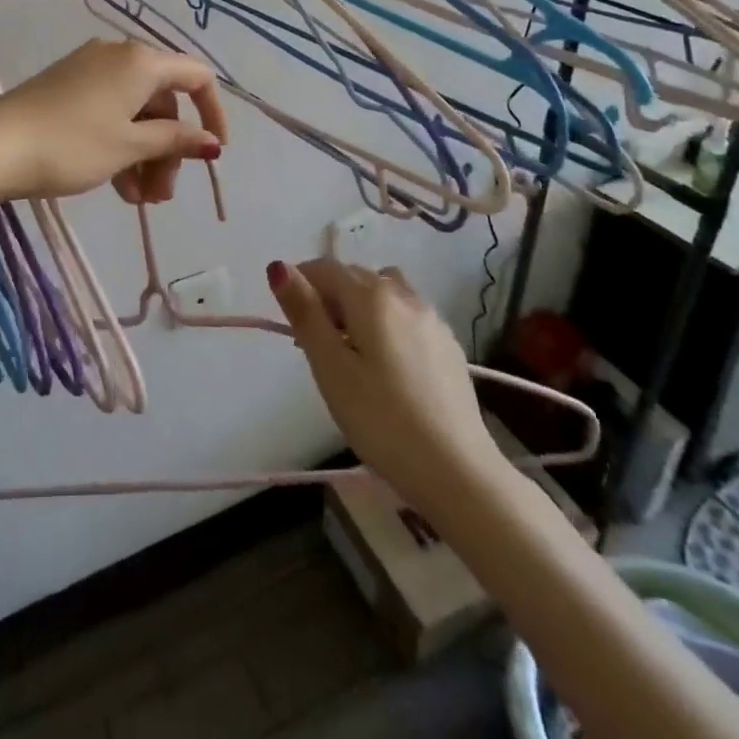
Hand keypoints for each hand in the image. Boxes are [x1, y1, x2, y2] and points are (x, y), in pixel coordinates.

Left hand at [0, 39, 227, 202]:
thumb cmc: (72, 144)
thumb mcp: (130, 146)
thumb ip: (175, 141)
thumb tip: (211, 142)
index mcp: (141, 61)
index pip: (196, 77)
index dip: (213, 113)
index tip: (213, 153)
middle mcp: (119, 56)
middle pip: (163, 102)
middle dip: (169, 149)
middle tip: (162, 195)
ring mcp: (90, 70)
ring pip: (135, 112)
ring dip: (145, 155)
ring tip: (139, 200)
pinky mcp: (68, 88)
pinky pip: (109, 113)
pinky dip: (120, 145)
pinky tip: (118, 186)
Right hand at [269, 259, 503, 504]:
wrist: (459, 472)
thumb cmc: (382, 420)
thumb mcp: (331, 368)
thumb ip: (305, 313)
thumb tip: (279, 266)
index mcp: (372, 296)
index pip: (325, 268)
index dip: (300, 283)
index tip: (290, 321)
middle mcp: (404, 295)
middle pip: (355, 276)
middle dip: (328, 296)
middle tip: (314, 344)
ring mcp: (432, 318)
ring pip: (384, 291)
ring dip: (360, 305)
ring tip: (352, 350)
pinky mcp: (449, 344)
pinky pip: (406, 314)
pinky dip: (386, 321)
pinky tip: (387, 365)